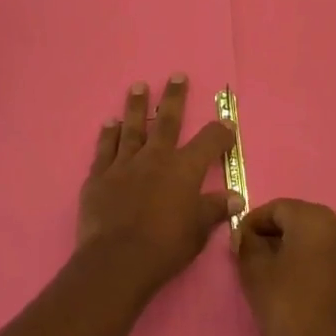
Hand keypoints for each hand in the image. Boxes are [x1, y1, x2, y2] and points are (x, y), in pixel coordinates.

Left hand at [77, 76, 241, 295]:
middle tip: (176, 75)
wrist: (117, 259)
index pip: (209, 141)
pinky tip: (109, 122)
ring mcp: (124, 164)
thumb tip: (236, 196)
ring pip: (132, 127)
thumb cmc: (165, 247)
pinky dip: (108, 134)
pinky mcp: (99, 176)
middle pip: (168, 121)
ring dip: (137, 106)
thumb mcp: (198, 231)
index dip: (220, 132)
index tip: (226, 124)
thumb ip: (214, 209)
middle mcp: (155, 157)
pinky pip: (105, 148)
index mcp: (184, 169)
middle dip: (174, 97)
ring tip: (138, 86)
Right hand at [234, 200, 335, 335]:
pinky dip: (318, 269)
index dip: (253, 223)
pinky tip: (305, 294)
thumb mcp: (255, 274)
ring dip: (298, 252)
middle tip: (255, 260)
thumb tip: (247, 235)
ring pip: (320, 243)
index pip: (277, 208)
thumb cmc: (290, 310)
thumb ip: (247, 244)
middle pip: (300, 222)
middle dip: (276, 236)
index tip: (239, 243)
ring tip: (279, 278)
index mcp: (316, 219)